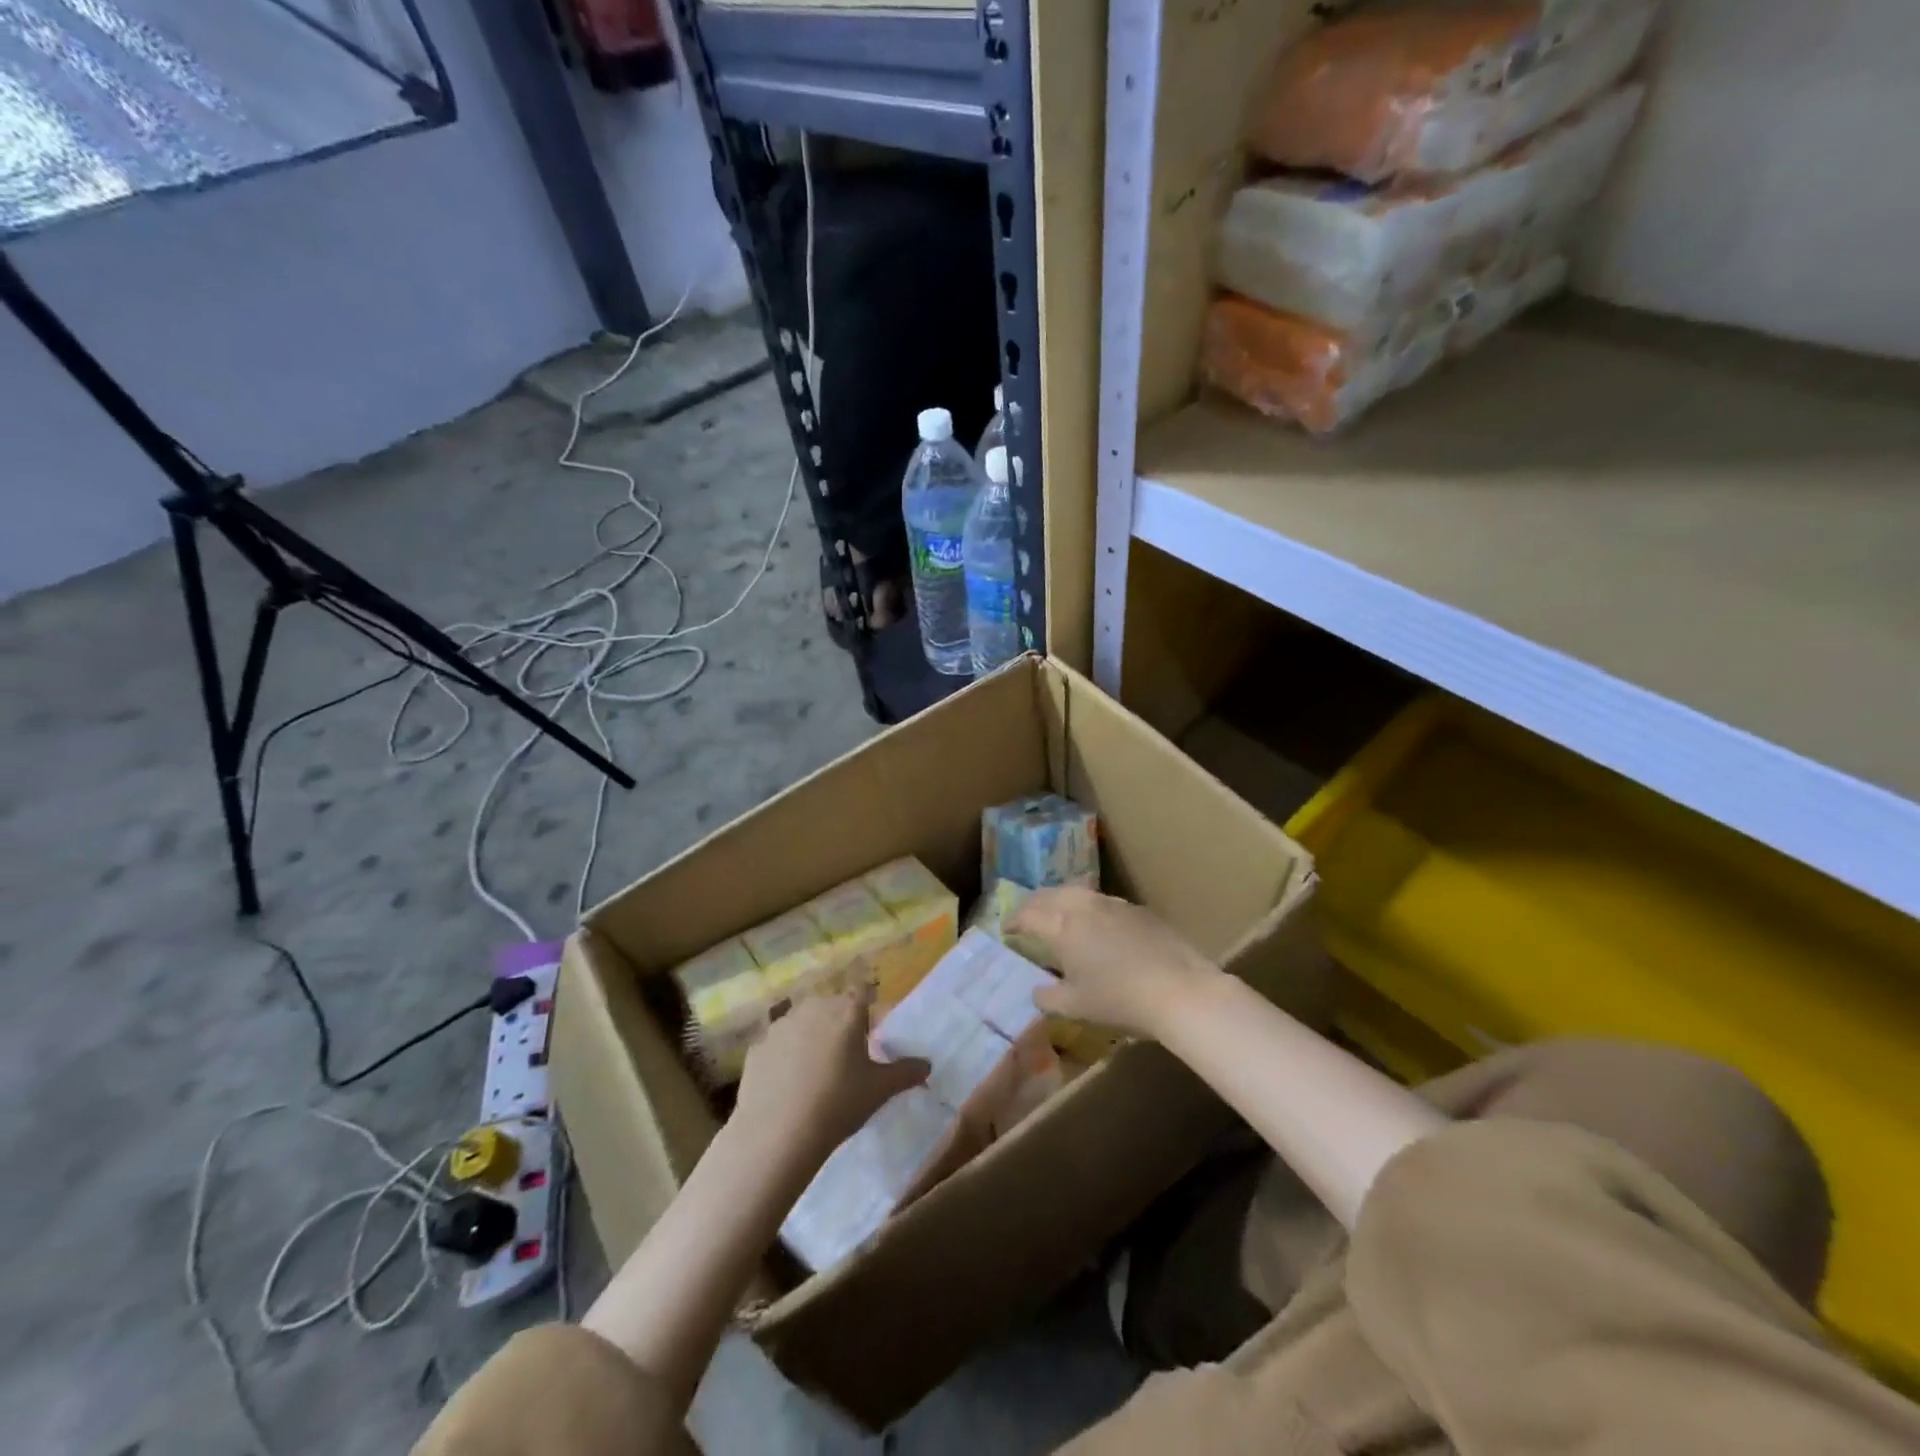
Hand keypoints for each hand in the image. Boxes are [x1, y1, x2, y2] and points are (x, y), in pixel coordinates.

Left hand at [733, 992, 929, 1158]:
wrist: (778, 1133)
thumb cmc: (838, 1103)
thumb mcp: (880, 1090)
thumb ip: (906, 1072)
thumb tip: (927, 1065)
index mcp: (847, 1011)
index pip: (864, 992)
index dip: (870, 1007)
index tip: (873, 1030)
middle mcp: (814, 1007)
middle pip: (833, 1005)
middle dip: (841, 1022)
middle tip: (848, 1055)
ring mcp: (781, 1025)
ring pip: (804, 1022)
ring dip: (812, 1036)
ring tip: (817, 1070)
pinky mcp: (758, 1046)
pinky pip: (779, 1044)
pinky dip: (786, 1056)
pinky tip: (789, 1084)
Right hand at [1007, 887, 1221, 1039]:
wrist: (1179, 989)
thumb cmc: (1119, 999)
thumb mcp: (1075, 1007)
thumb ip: (1048, 997)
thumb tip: (1037, 991)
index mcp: (1061, 926)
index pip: (1028, 914)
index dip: (1014, 921)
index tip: (1008, 929)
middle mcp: (1083, 906)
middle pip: (1050, 895)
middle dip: (1034, 904)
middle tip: (1028, 916)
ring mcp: (1113, 904)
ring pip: (1077, 893)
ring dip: (1061, 902)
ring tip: (1059, 916)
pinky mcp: (1138, 910)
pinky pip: (1102, 903)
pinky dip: (1089, 909)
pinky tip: (1096, 927)